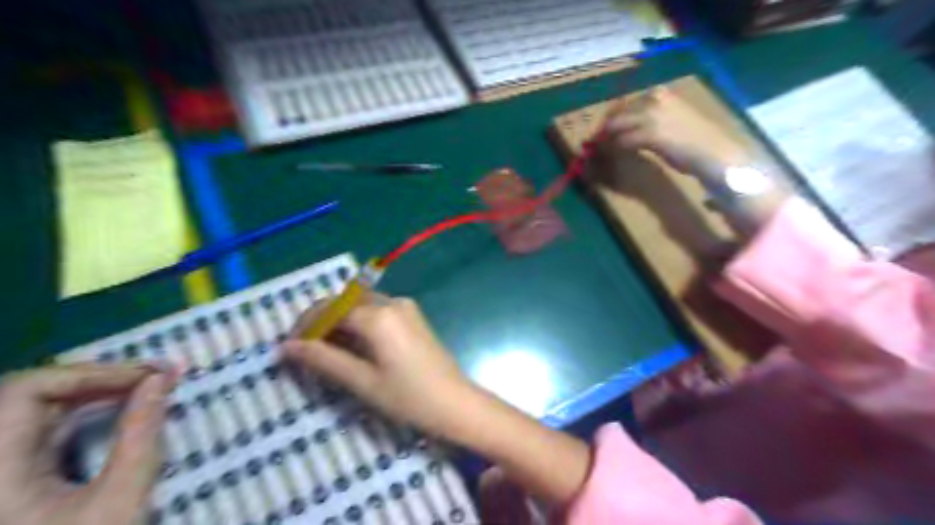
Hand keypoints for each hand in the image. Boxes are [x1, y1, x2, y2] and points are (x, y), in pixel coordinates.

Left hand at [1, 362, 169, 524]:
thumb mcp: (120, 499)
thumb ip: (142, 433)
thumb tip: (162, 379)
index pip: (27, 391)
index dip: (92, 373)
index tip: (151, 375)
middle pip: (28, 394)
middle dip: (97, 378)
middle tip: (155, 376)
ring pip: (33, 407)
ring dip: (92, 390)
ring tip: (144, 385)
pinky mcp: (7, 475)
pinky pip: (39, 426)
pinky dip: (82, 409)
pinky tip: (118, 406)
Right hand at [283, 296, 475, 438]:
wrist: (456, 403)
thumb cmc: (409, 397)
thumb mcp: (362, 382)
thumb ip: (324, 360)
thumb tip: (287, 347)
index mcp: (379, 316)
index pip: (331, 309)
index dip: (306, 325)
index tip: (289, 347)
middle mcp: (393, 302)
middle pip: (346, 302)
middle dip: (322, 320)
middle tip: (305, 349)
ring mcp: (406, 307)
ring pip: (362, 305)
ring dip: (341, 321)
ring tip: (325, 350)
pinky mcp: (413, 316)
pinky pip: (378, 311)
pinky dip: (359, 322)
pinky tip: (353, 345)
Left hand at [600, 87, 745, 174]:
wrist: (713, 153)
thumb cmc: (694, 141)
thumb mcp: (670, 121)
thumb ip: (647, 121)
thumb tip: (624, 130)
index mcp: (660, 94)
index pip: (624, 104)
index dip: (610, 120)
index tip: (601, 133)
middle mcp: (655, 100)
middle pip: (616, 114)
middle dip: (603, 130)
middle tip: (593, 144)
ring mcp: (653, 116)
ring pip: (616, 127)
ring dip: (604, 141)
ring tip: (598, 152)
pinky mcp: (652, 134)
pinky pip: (623, 141)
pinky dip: (613, 149)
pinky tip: (610, 156)